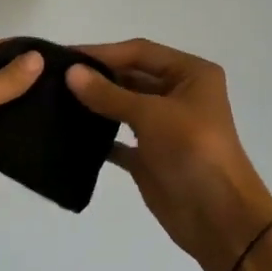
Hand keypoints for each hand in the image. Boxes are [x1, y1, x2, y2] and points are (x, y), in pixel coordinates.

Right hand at [66, 39, 271, 270]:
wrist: (218, 218)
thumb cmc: (193, 151)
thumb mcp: (151, 115)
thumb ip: (108, 94)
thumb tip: (70, 72)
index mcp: (191, 74)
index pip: (140, 52)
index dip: (103, 52)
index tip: (63, 56)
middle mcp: (179, 95)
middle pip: (131, 76)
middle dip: (96, 77)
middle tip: (53, 77)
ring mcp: (164, 127)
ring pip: (123, 106)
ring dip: (95, 104)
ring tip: (55, 100)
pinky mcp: (150, 155)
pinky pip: (118, 139)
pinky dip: (98, 136)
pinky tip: (70, 133)